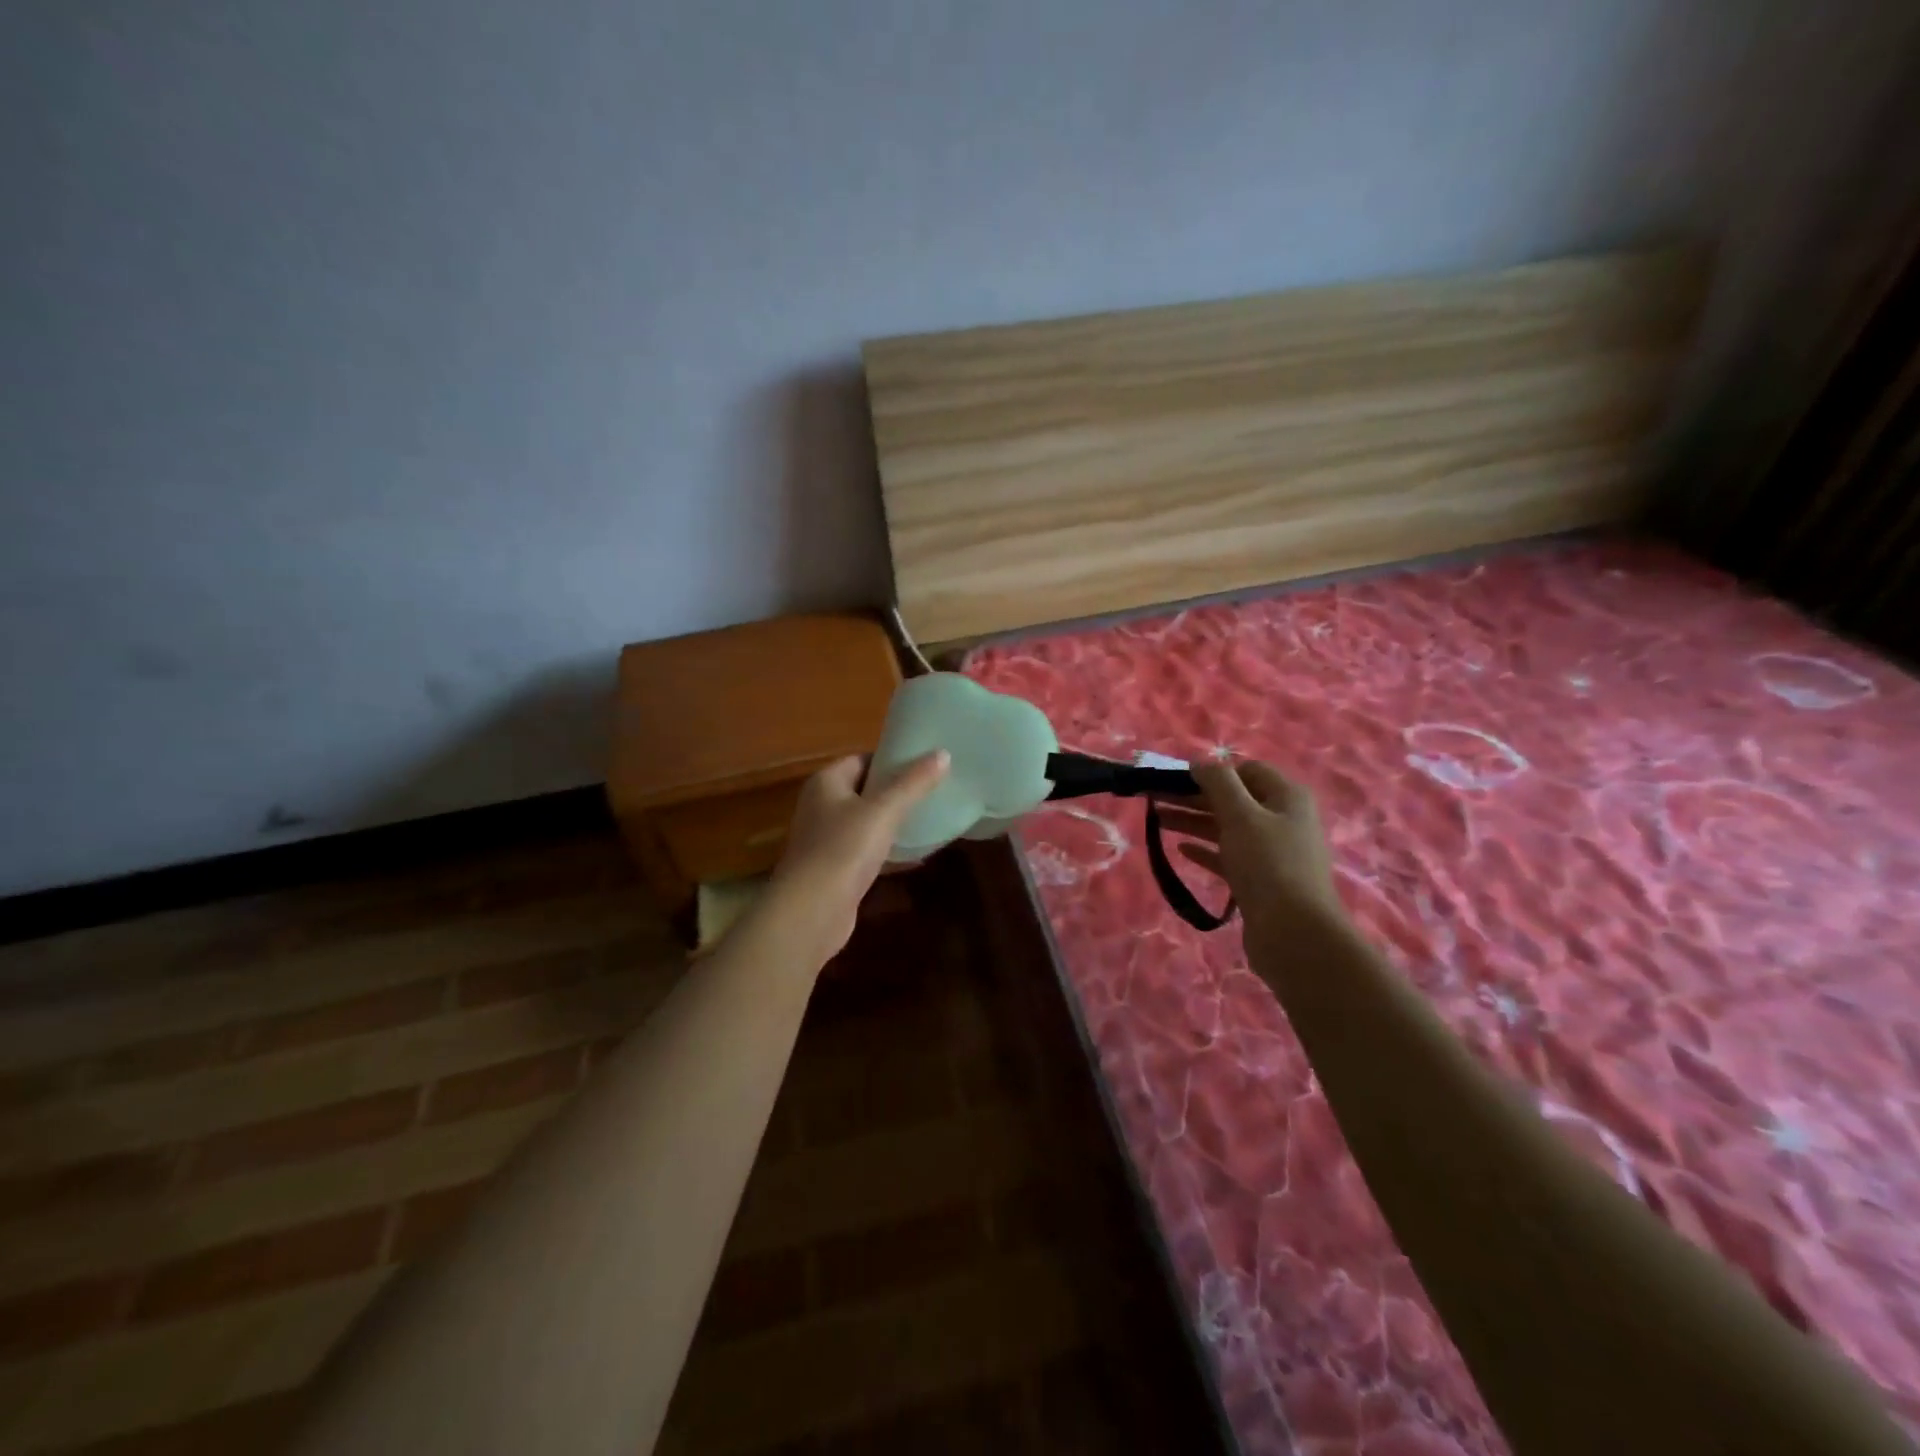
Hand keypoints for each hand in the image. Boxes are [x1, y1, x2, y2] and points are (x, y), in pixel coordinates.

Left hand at [765, 750, 949, 961]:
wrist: (811, 912)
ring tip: (931, 818)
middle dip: (897, 791)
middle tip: (935, 789)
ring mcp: (827, 840)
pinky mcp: (836, 870)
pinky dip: (890, 852)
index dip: (892, 759)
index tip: (926, 763)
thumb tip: (942, 753)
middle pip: (865, 790)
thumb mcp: (883, 811)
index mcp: (826, 783)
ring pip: (867, 823)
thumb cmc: (843, 850)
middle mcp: (822, 807)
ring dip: (894, 822)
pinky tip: (918, 856)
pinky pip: (868, 852)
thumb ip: (913, 783)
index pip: (862, 759)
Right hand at [1156, 760, 1342, 940]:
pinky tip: (1181, 850)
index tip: (1177, 778)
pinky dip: (1205, 850)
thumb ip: (1219, 783)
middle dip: (1194, 796)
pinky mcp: (1261, 880)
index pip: (1246, 770)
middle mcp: (1283, 819)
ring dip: (1193, 821)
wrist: (1294, 934)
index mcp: (1287, 797)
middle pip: (1233, 799)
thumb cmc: (1268, 864)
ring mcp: (1273, 852)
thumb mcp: (1241, 815)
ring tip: (1157, 821)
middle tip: (1155, 797)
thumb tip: (1200, 761)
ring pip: (1227, 828)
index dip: (1212, 771)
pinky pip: (1228, 856)